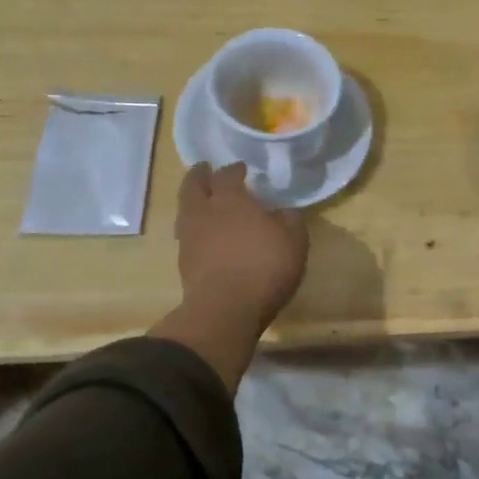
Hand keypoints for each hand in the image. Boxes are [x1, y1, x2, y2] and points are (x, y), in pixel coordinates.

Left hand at [174, 162, 308, 332]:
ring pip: (186, 210)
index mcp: (230, 200)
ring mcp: (189, 238)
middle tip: (206, 170)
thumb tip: (283, 212)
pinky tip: (206, 235)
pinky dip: (195, 229)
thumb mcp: (294, 241)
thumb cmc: (264, 267)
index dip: (234, 169)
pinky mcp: (184, 263)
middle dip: (200, 175)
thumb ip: (289, 220)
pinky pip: (188, 236)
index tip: (241, 168)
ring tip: (204, 202)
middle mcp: (204, 212)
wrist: (225, 309)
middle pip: (193, 186)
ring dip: (194, 202)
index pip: (227, 175)